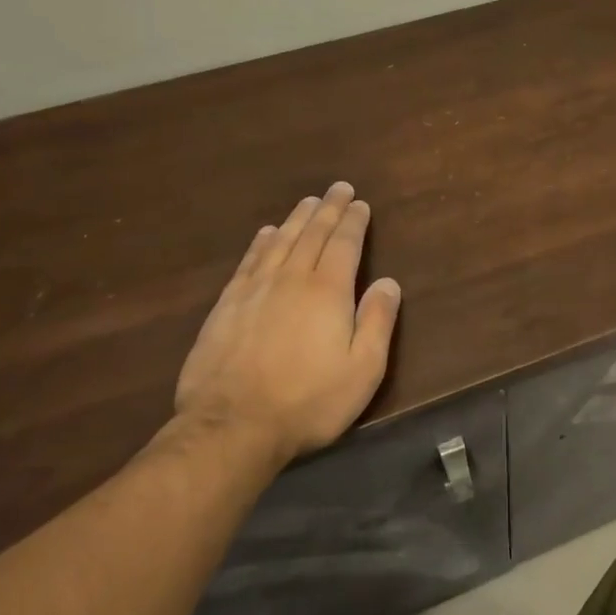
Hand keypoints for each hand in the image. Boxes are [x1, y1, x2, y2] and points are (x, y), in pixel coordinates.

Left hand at [173, 182, 401, 468]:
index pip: (345, 244)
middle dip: (328, 209)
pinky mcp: (227, 306)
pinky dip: (262, 242)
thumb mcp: (363, 369)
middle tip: (338, 189)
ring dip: (297, 219)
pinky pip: (249, 261)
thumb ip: (378, 322)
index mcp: (328, 291)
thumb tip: (388, 282)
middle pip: (313, 234)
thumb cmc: (309, 401)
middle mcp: (292, 279)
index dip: (354, 222)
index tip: (360, 204)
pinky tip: (266, 234)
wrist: (232, 425)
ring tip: (308, 202)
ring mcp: (255, 290)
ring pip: (280, 241)